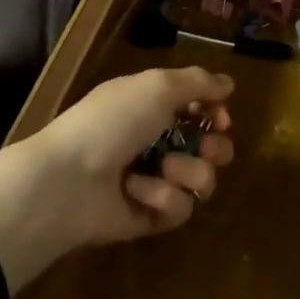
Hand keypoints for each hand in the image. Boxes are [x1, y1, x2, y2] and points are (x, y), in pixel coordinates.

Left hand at [0, 67, 234, 293]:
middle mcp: (157, 141)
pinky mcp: (151, 216)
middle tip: (206, 147)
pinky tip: (136, 191)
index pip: (199, 107)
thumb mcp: (156, 86)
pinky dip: (162, 197)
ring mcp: (155, 181)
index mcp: (152, 106)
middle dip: (215, 146)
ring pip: (202, 179)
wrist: (69, 180)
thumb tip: (229, 83)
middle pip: (211, 147)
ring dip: (188, 171)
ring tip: (164, 169)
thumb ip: (197, 82)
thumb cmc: (111, 121)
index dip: (216, 112)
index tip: (221, 116)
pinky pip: (179, 208)